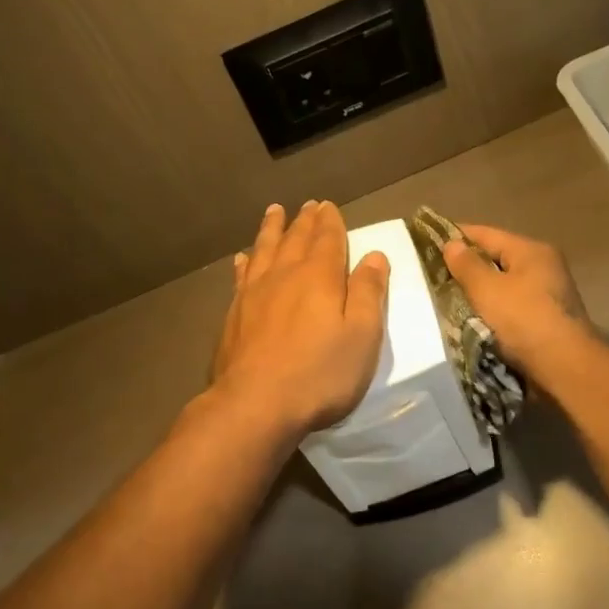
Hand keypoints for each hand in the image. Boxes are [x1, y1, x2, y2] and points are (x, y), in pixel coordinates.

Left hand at [210, 201, 389, 440]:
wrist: (256, 404)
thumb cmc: (320, 373)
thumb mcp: (362, 335)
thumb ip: (368, 293)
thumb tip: (374, 256)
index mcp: (319, 277)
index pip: (328, 240)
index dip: (331, 222)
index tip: (329, 206)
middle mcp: (284, 275)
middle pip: (295, 239)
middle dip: (305, 220)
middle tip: (309, 204)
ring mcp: (254, 294)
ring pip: (264, 250)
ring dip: (272, 229)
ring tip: (274, 212)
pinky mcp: (234, 315)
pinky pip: (241, 276)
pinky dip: (245, 262)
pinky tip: (243, 258)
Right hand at [441, 223, 589, 375]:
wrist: (564, 367)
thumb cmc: (524, 320)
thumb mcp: (488, 290)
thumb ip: (467, 266)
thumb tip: (452, 243)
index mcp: (531, 251)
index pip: (487, 234)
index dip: (457, 235)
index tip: (429, 240)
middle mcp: (544, 266)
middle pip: (497, 258)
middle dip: (468, 266)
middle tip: (435, 274)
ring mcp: (548, 294)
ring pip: (504, 285)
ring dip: (480, 290)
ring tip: (449, 298)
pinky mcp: (547, 319)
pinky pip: (512, 306)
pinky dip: (493, 309)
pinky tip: (474, 319)